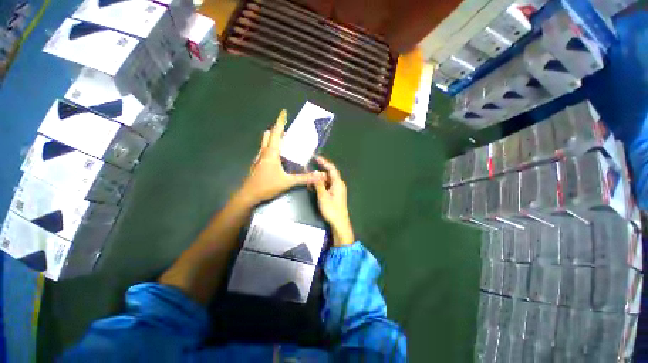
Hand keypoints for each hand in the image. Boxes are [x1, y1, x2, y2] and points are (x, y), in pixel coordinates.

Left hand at [238, 109, 321, 204]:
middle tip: (288, 133)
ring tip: (285, 143)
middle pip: (269, 136)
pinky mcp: (258, 164)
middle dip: (278, 131)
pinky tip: (279, 158)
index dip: (280, 121)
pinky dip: (272, 149)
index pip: (276, 133)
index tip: (283, 112)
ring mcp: (259, 158)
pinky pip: (265, 151)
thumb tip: (319, 175)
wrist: (248, 195)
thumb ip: (304, 178)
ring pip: (266, 143)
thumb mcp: (288, 182)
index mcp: (271, 153)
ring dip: (274, 139)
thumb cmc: (266, 186)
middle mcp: (264, 152)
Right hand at [313, 156, 354, 246]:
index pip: (331, 169)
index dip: (324, 162)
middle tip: (308, 174)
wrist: (339, 223)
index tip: (316, 158)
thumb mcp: (323, 196)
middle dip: (318, 174)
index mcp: (338, 183)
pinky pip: (327, 186)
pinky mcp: (334, 195)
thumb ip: (319, 184)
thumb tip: (315, 172)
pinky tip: (313, 188)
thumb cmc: (332, 210)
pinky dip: (320, 186)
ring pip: (327, 181)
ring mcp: (337, 190)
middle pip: (328, 175)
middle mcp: (338, 185)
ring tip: (309, 183)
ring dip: (318, 181)